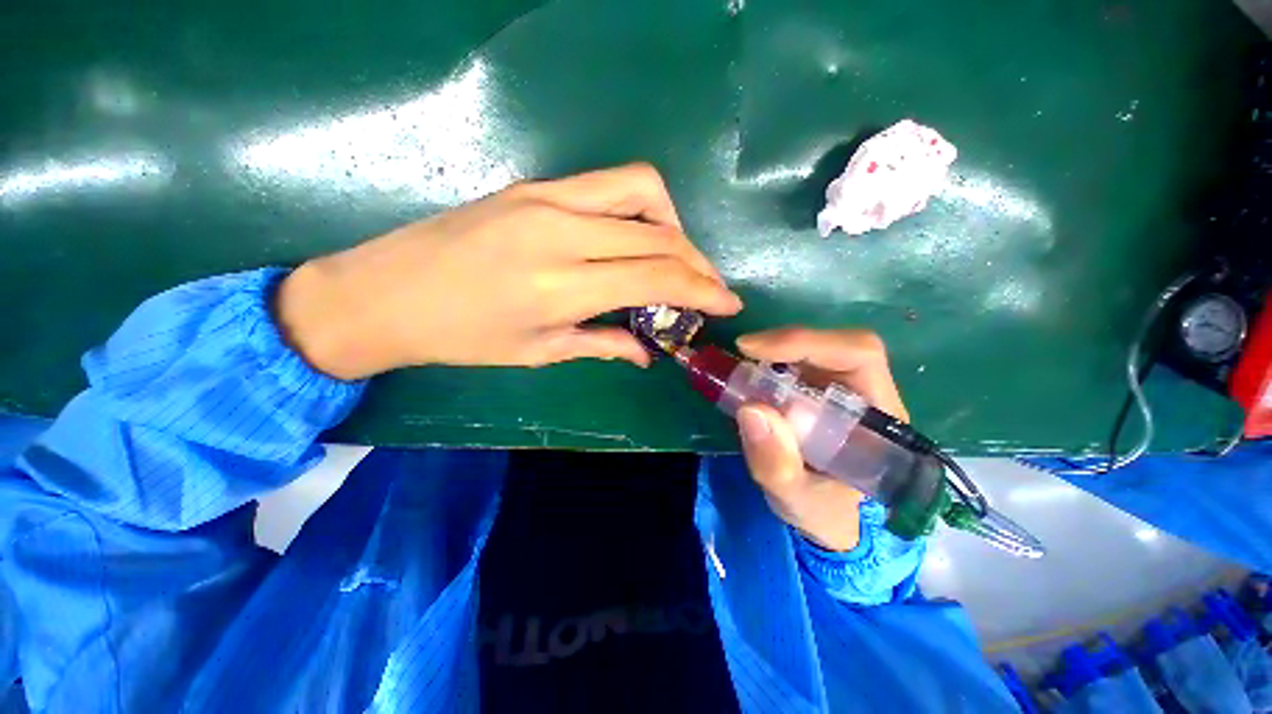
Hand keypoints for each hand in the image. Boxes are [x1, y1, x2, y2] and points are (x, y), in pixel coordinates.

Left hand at [276, 164, 741, 379]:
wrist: (383, 292)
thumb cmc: (460, 336)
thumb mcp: (538, 352)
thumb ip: (604, 345)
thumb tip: (649, 352)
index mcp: (561, 286)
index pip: (656, 278)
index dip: (702, 291)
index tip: (729, 304)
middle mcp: (562, 231)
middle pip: (659, 234)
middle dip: (698, 262)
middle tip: (709, 287)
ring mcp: (547, 198)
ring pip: (642, 191)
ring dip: (673, 225)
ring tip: (673, 259)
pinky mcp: (536, 185)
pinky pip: (610, 185)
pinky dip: (641, 209)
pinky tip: (635, 238)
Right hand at [733, 328, 908, 551]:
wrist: (831, 520)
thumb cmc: (825, 513)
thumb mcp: (797, 501)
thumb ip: (777, 465)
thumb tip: (750, 409)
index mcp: (880, 419)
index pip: (858, 356)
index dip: (806, 343)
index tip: (752, 349)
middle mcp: (868, 395)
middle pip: (836, 345)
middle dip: (785, 344)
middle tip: (742, 353)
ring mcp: (844, 391)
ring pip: (815, 351)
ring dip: (775, 353)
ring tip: (741, 370)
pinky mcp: (822, 392)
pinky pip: (798, 364)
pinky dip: (770, 364)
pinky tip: (750, 378)